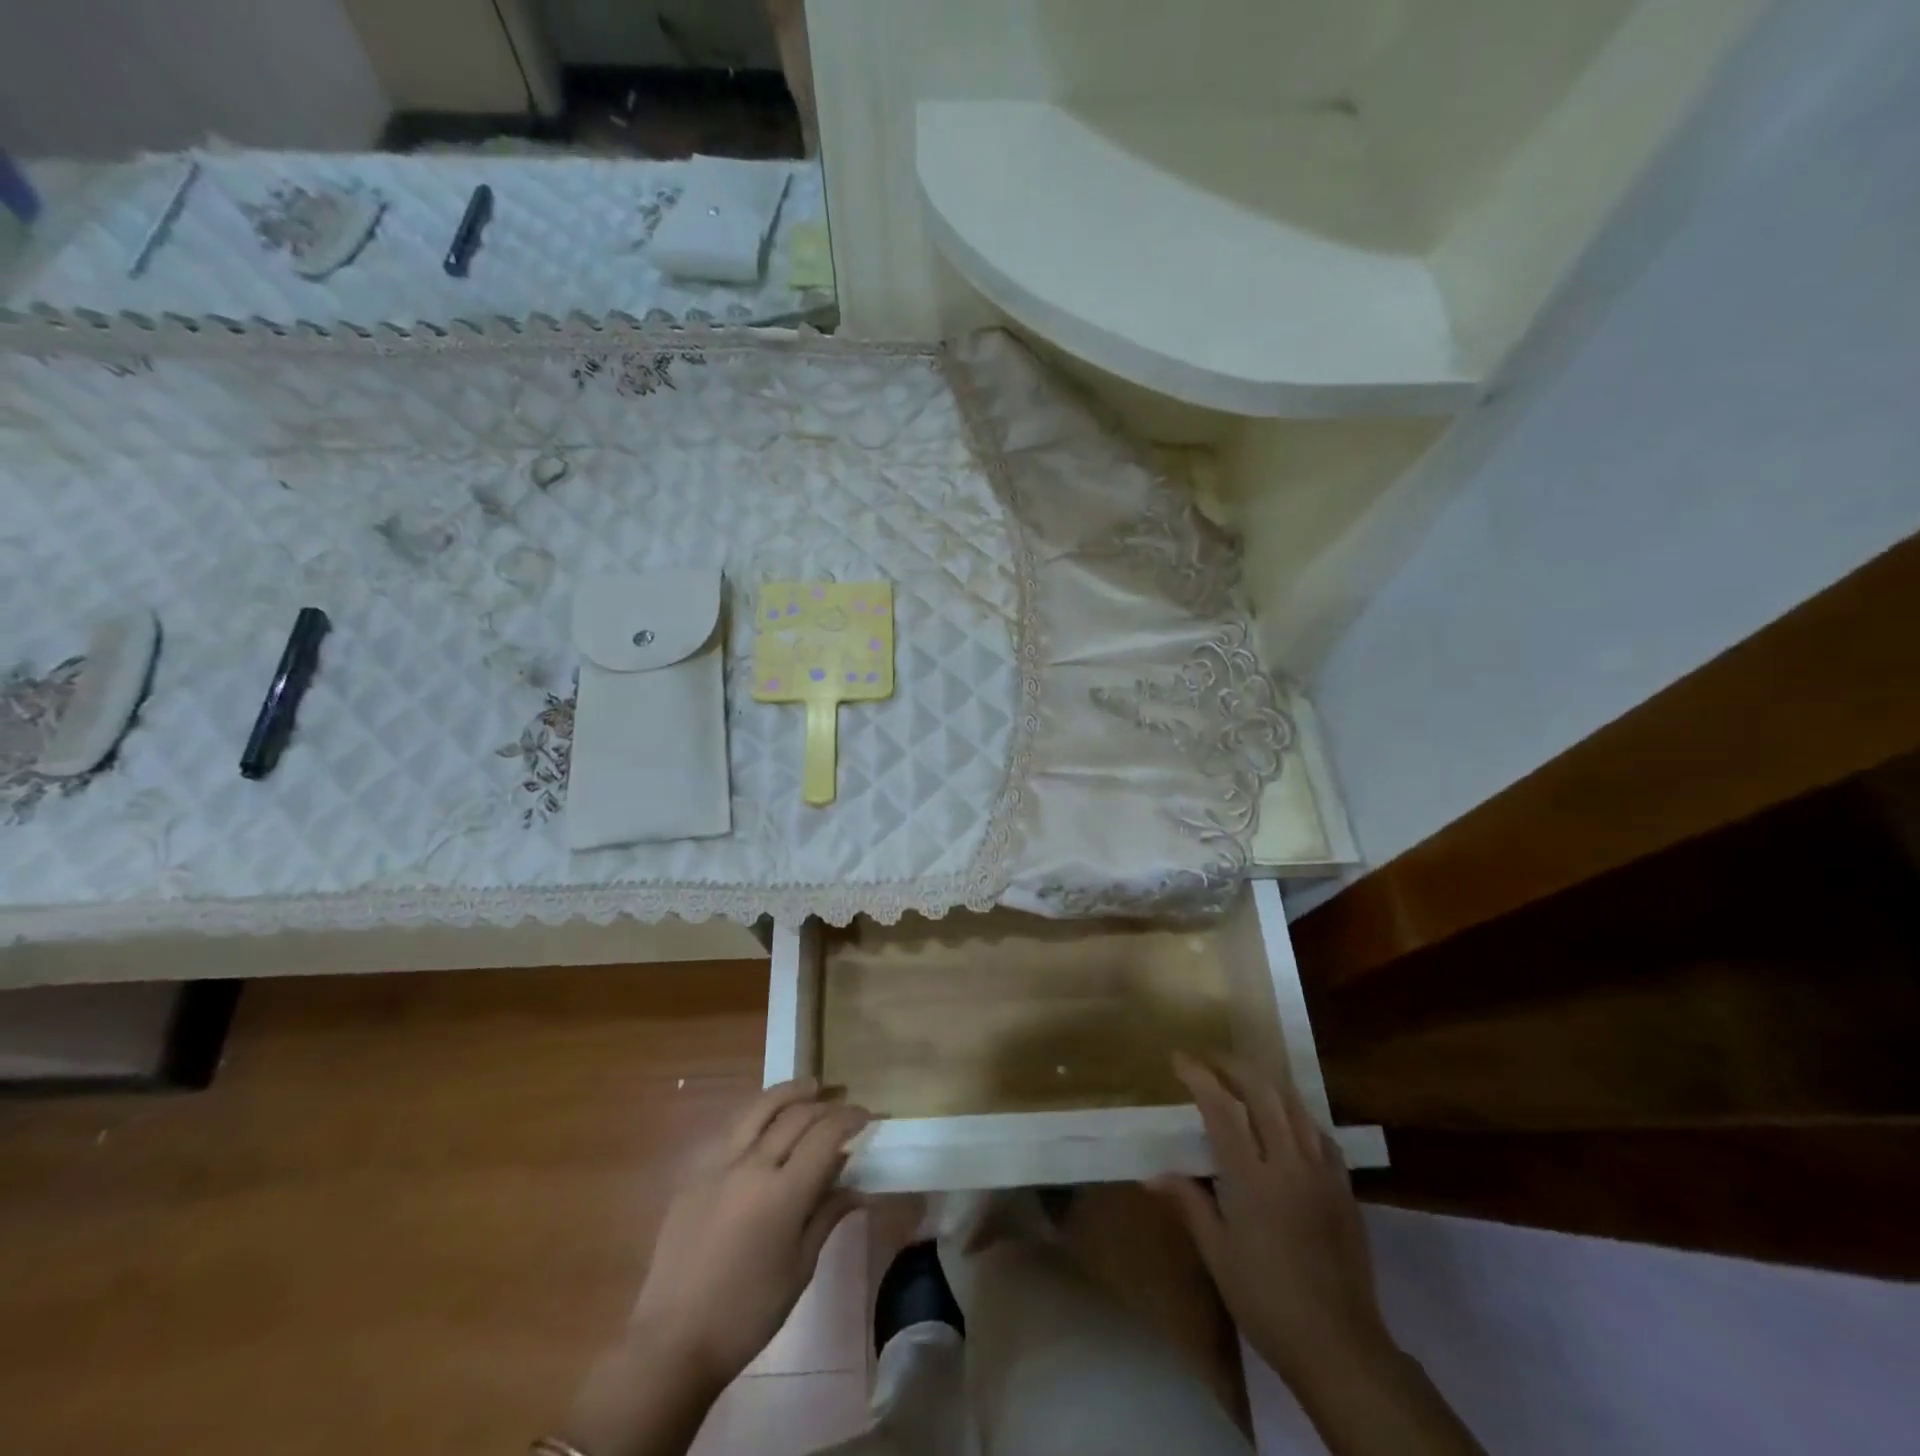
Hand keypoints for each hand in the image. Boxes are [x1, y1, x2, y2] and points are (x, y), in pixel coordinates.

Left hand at [631, 1078, 870, 1389]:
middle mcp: (752, 1166)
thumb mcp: (799, 1269)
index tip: (866, 1116)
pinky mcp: (695, 1175)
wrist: (672, 1342)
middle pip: (796, 1116)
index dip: (850, 1119)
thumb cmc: (746, 1314)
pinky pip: (733, 1131)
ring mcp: (719, 1166)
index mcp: (783, 1193)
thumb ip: (826, 1216)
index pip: (825, 1135)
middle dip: (825, 1105)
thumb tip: (856, 1187)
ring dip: (789, 1093)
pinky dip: (758, 1116)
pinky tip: (766, 1122)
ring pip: (759, 1109)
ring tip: (809, 1087)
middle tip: (843, 1105)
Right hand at [1151, 1052, 1391, 1390]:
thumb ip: (1189, 1205)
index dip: (1199, 1077)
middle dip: (1233, 1065)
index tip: (1178, 1058)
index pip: (1221, 1109)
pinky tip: (1288, 1120)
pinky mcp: (1344, 1188)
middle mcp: (1288, 1163)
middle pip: (1262, 1092)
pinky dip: (1298, 1114)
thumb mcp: (1219, 1256)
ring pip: (1295, 1106)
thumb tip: (1152, 1176)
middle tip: (1209, 1058)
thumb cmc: (1267, 1301)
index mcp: (1252, 1179)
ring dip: (1266, 1082)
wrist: (1340, 1346)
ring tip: (1244, 1076)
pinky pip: (1320, 1134)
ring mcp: (1322, 1173)